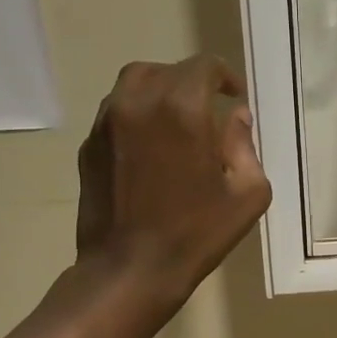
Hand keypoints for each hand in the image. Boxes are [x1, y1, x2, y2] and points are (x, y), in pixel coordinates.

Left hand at [75, 55, 270, 309]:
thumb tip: (235, 117)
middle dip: (193, 83)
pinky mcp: (89, 146)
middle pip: (167, 70)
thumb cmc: (196, 234)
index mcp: (181, 109)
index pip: (203, 67)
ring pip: (135, 84)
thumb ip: (245, 146)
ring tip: (178, 122)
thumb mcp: (247, 194)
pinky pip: (116, 112)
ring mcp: (106, 123)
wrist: (129, 270)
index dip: (224, 76)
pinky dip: (138, 115)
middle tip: (209, 110)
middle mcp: (138, 103)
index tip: (234, 96)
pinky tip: (153, 148)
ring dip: (161, 93)